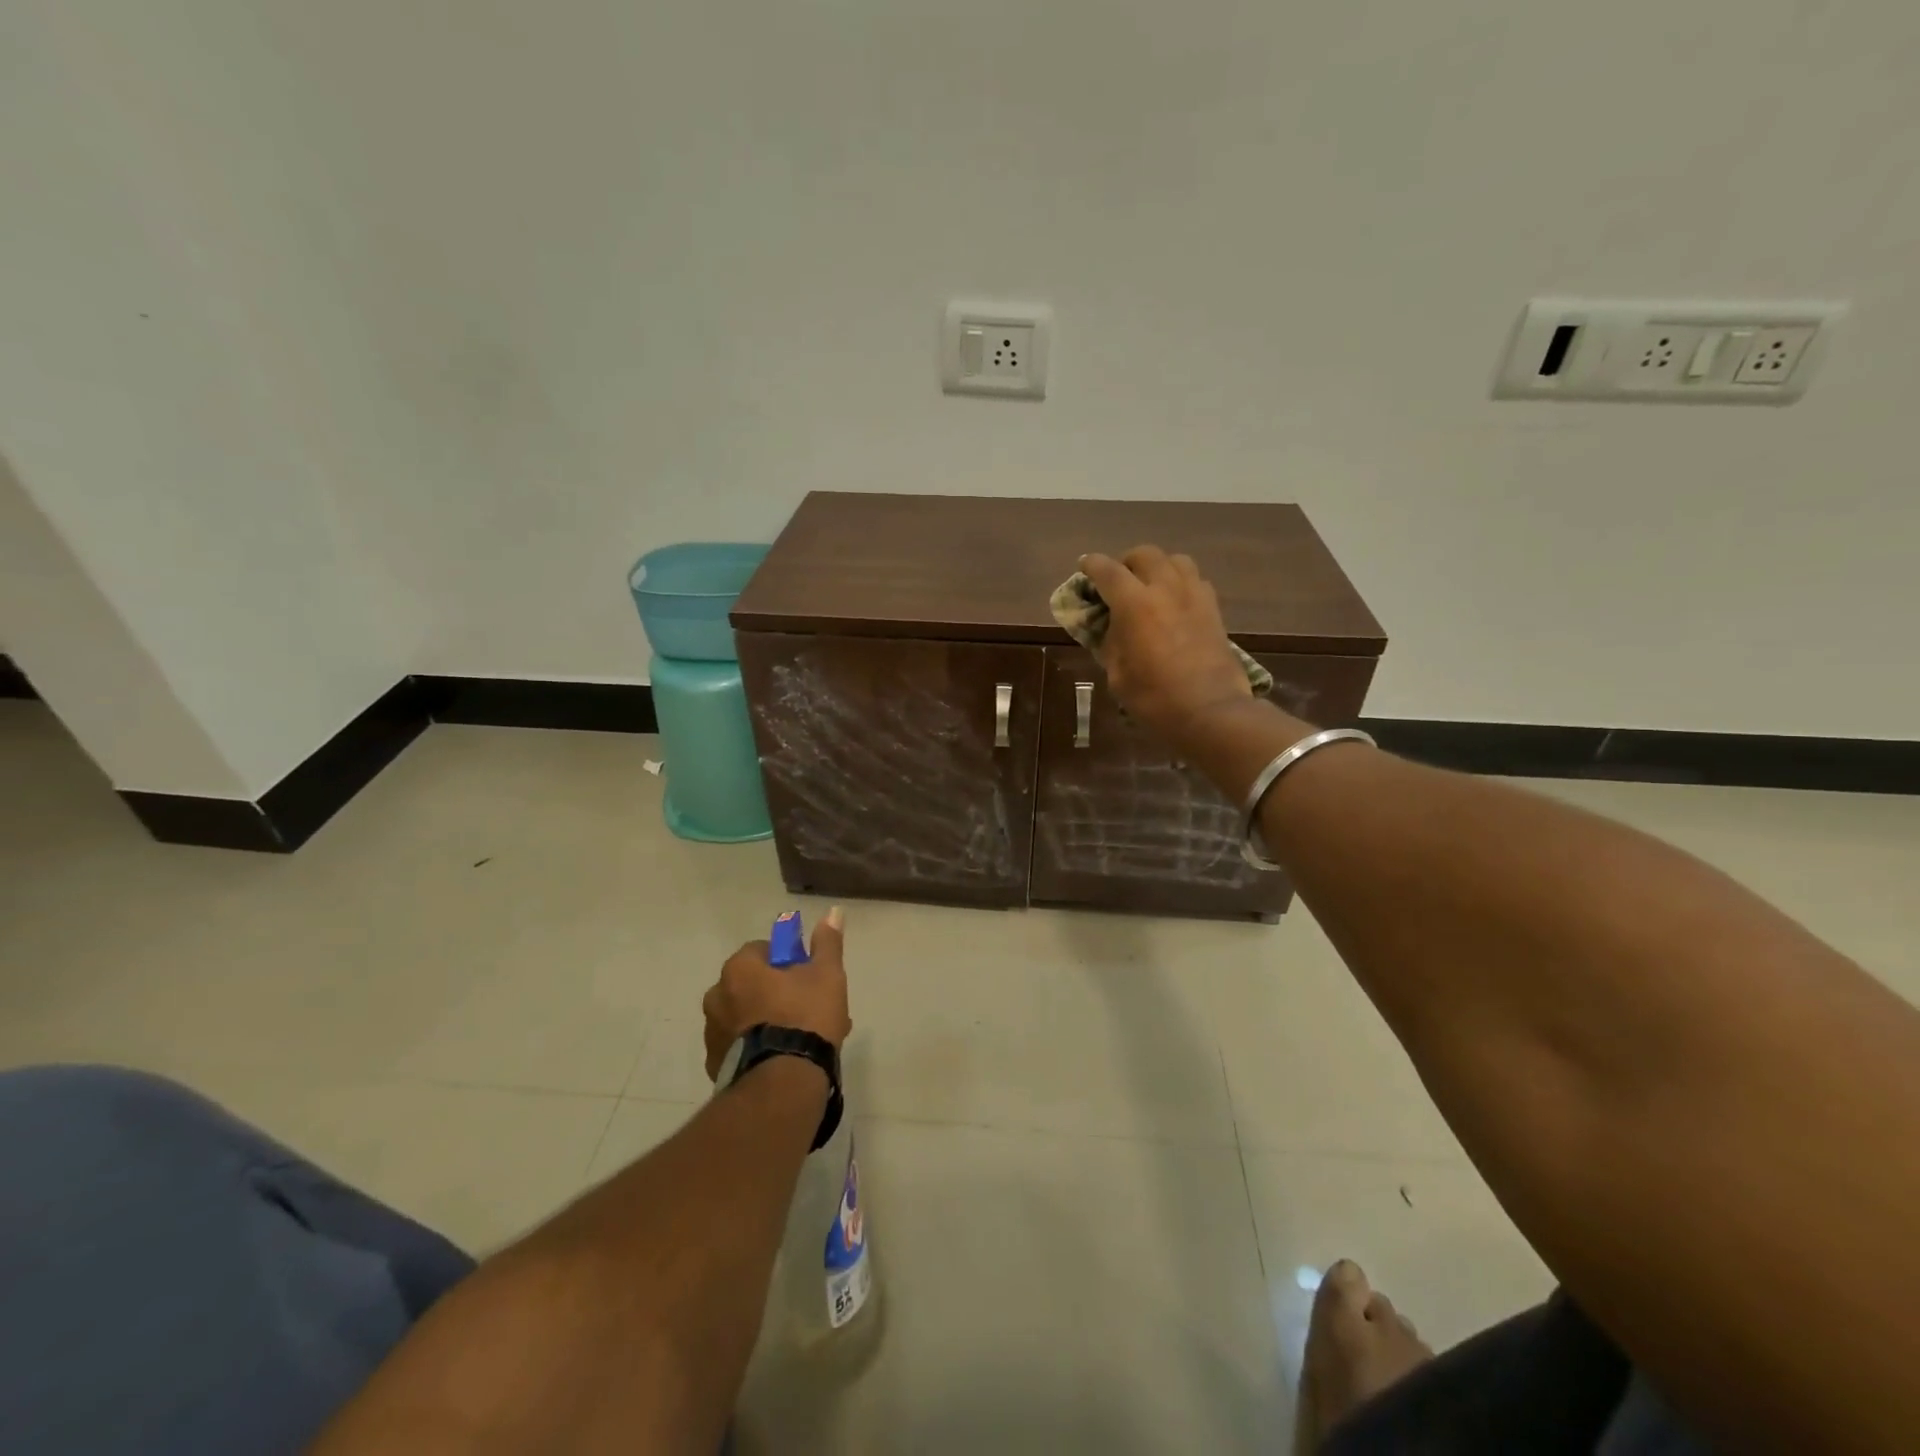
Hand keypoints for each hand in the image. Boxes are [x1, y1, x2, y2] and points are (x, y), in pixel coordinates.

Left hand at [703, 907, 852, 1080]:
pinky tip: (784, 1059)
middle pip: (751, 984)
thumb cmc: (805, 1017)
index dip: (787, 960)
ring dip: (767, 1020)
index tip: (806, 975)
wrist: (784, 1082)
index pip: (761, 951)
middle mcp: (717, 996)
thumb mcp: (826, 974)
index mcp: (739, 969)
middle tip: (808, 1008)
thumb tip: (832, 911)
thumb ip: (827, 942)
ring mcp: (713, 1033)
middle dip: (776, 992)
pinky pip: (740, 1045)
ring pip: (746, 1015)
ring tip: (801, 1039)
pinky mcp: (715, 1065)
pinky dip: (758, 1046)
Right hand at [1079, 546, 1255, 750]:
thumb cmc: (1154, 698)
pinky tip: (1174, 603)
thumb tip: (1111, 627)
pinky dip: (1180, 583)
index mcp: (1134, 603)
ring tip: (1149, 586)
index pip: (1107, 570)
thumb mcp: (1117, 673)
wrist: (1209, 711)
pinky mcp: (1214, 609)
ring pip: (1175, 560)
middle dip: (1126, 562)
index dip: (1092, 566)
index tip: (1084, 568)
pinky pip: (1195, 580)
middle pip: (1144, 554)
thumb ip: (1110, 642)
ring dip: (1157, 567)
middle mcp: (1165, 588)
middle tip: (1118, 581)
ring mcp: (1194, 596)